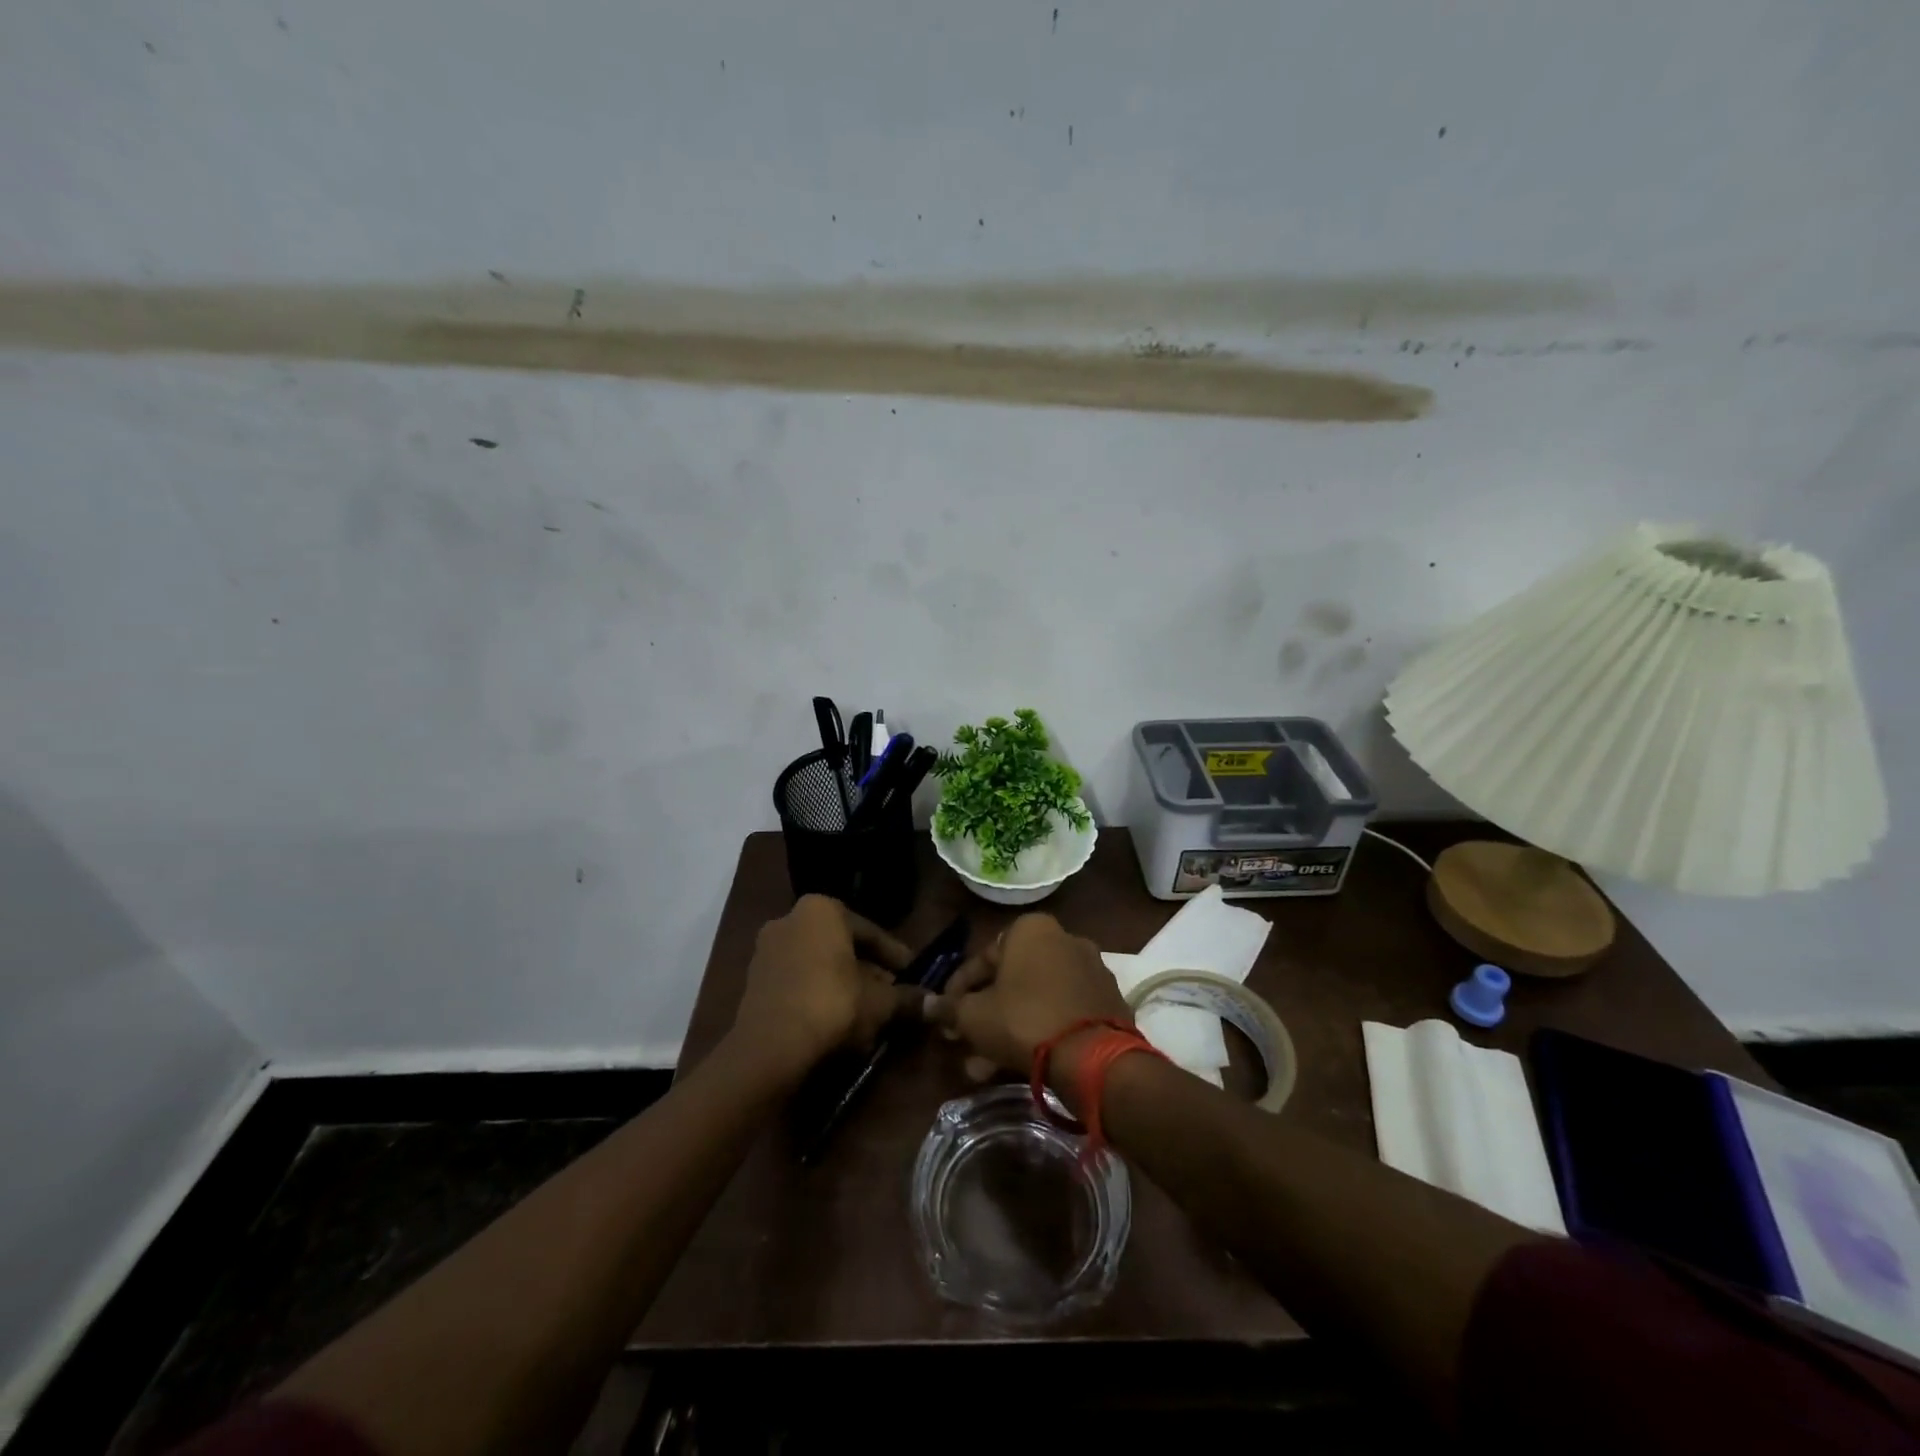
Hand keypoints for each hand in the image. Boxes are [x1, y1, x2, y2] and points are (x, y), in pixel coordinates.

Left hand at [730, 895, 918, 1077]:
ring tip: (868, 1011)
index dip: (896, 956)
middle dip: (868, 970)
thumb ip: (907, 998)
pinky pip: (798, 980)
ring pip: (819, 964)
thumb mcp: (879, 1003)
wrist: (770, 1048)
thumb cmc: (832, 1005)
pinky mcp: (754, 980)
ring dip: (844, 984)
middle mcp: (791, 918)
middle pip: (843, 946)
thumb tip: (937, 1004)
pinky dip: (819, 994)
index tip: (913, 974)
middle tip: (892, 994)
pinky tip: (838, 1020)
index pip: (871, 931)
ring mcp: (767, 949)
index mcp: (822, 909)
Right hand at [925, 913, 1131, 1084]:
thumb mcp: (974, 1017)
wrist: (1094, 1058)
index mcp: (1031, 929)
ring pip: (1035, 1000)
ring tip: (984, 1067)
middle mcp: (1064, 939)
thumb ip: (949, 1008)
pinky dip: (1039, 1032)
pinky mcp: (1108, 1001)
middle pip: (1011, 980)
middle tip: (964, 1043)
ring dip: (1006, 1029)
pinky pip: (1061, 1012)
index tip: (946, 1017)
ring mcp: (1090, 970)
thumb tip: (925, 1005)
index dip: (958, 990)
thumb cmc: (1024, 1020)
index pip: (982, 957)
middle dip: (984, 1015)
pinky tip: (1018, 1065)